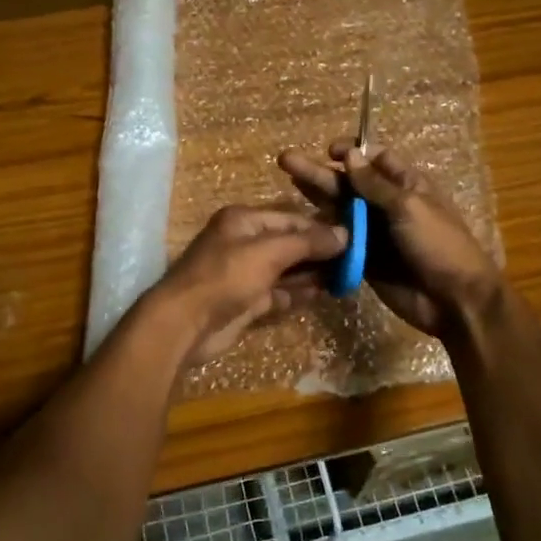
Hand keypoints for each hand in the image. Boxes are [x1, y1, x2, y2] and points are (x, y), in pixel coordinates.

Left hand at [146, 207, 347, 367]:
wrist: (185, 323)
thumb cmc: (226, 276)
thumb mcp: (269, 252)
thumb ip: (307, 242)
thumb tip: (345, 234)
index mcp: (243, 220)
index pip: (290, 217)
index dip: (320, 227)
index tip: (353, 237)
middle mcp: (243, 243)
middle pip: (289, 243)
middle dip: (319, 251)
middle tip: (355, 259)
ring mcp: (244, 274)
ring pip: (286, 269)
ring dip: (313, 273)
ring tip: (347, 276)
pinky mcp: (246, 301)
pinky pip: (279, 292)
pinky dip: (299, 292)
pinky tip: (325, 293)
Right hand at [278, 142, 500, 339]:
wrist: (454, 301)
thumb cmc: (438, 245)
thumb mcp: (409, 207)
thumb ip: (375, 184)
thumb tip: (349, 155)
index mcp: (408, 185)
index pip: (376, 160)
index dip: (352, 153)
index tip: (327, 150)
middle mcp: (388, 205)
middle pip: (350, 183)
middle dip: (321, 172)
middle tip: (286, 161)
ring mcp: (375, 233)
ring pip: (341, 210)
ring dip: (316, 197)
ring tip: (287, 181)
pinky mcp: (365, 259)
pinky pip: (340, 240)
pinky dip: (322, 231)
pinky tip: (297, 223)